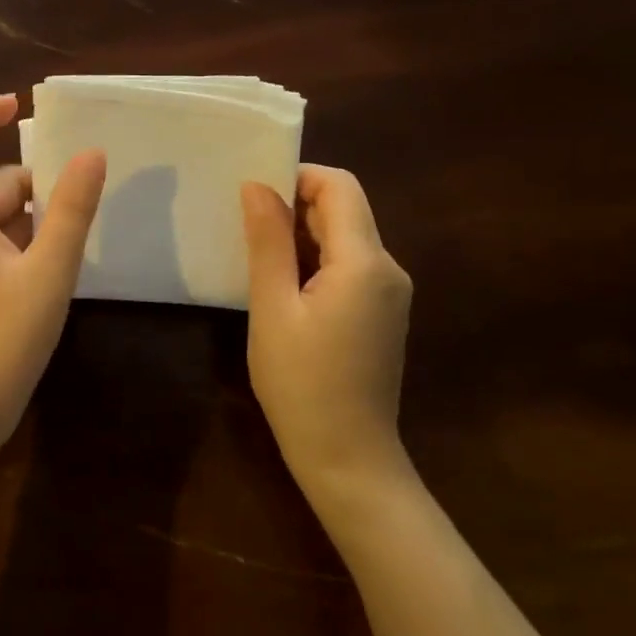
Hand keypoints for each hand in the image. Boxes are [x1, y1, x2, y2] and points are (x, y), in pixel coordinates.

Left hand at [0, 95, 106, 459]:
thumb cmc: (0, 340)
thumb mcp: (49, 273)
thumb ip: (70, 210)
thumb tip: (91, 153)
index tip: (16, 103)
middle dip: (30, 183)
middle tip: (79, 197)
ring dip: (27, 217)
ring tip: (72, 238)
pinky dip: (17, 243)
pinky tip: (48, 271)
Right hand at [241, 166, 413, 519]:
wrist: (348, 458)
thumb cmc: (301, 384)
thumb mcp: (272, 309)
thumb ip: (268, 242)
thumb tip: (257, 185)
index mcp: (365, 262)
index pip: (340, 186)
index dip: (297, 177)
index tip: (253, 194)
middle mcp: (388, 268)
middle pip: (345, 209)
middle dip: (295, 205)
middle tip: (245, 225)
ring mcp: (390, 292)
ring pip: (346, 237)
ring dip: (303, 234)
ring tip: (257, 255)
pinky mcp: (382, 313)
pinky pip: (350, 266)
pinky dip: (316, 260)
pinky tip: (283, 286)